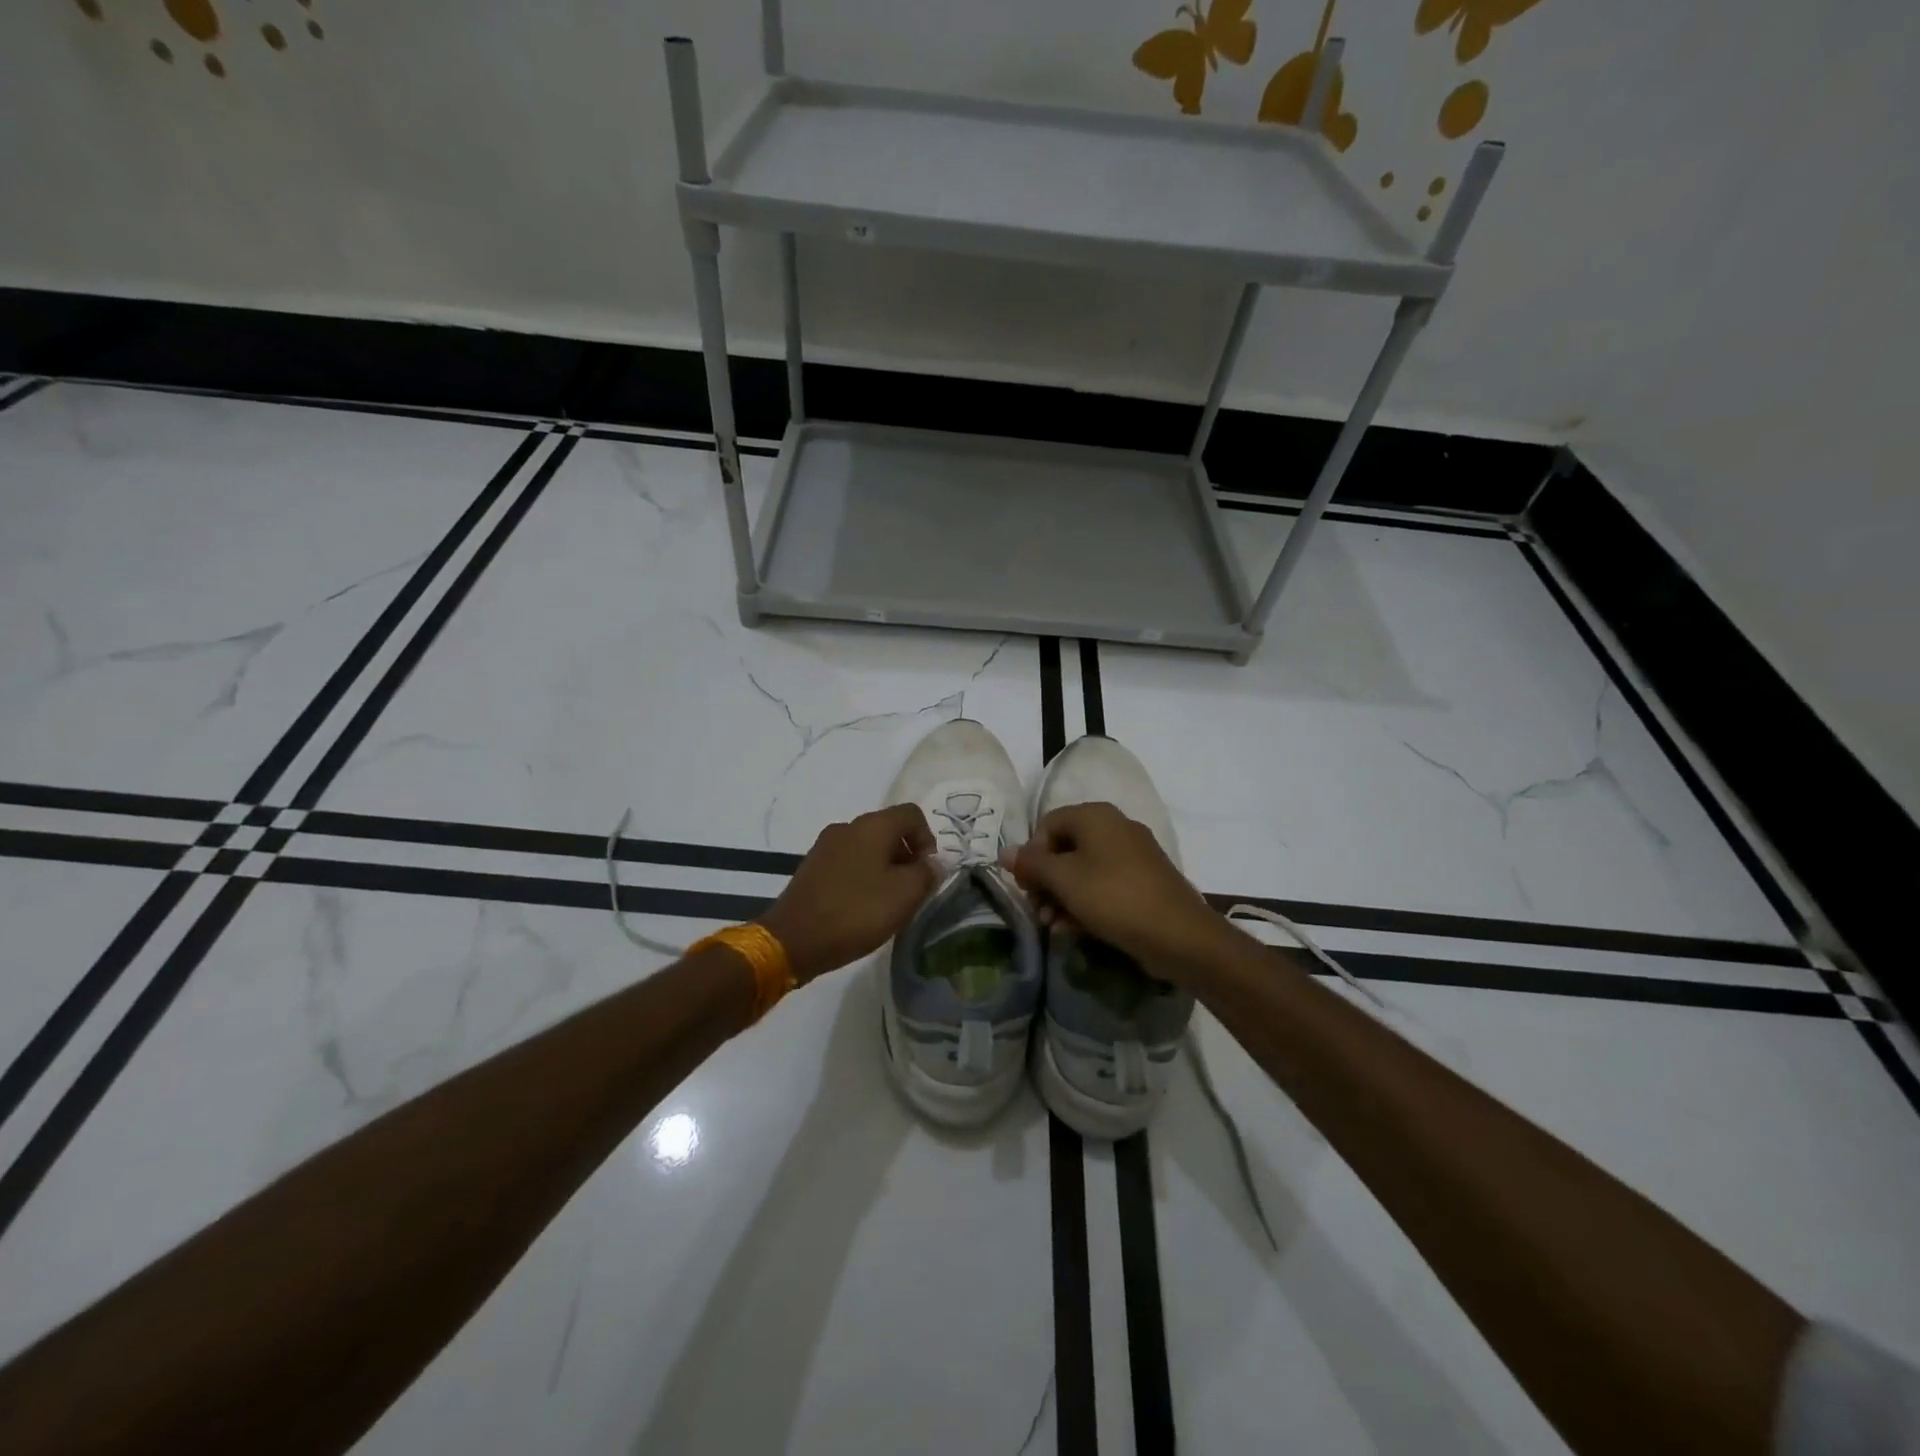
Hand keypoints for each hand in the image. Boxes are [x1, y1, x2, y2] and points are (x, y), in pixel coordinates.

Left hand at [759, 804, 939, 983]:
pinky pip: (848, 863)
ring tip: (887, 903)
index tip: (927, 872)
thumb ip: (927, 873)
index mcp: (872, 825)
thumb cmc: (856, 912)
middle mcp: (847, 827)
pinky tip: (861, 907)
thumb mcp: (905, 895)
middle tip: (911, 891)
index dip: (928, 839)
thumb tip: (932, 863)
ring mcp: (825, 846)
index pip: (912, 814)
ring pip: (867, 848)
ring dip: (885, 869)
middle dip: (906, 856)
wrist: (793, 940)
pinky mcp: (812, 867)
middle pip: (889, 830)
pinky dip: (862, 877)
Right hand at [1001, 801, 1228, 980]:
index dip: (1030, 854)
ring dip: (1061, 897)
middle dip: (1045, 881)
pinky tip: (1074, 930)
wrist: (1179, 935)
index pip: (1047, 824)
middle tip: (1037, 909)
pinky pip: (1104, 885)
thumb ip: (1031, 863)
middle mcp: (1115, 827)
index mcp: (1096, 816)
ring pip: (1083, 870)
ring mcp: (1133, 854)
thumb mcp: (1064, 880)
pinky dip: (1085, 903)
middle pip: (1064, 848)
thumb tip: (1003, 851)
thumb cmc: (1113, 897)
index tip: (1025, 886)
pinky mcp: (1143, 881)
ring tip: (1053, 926)